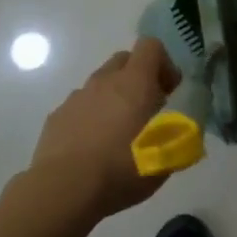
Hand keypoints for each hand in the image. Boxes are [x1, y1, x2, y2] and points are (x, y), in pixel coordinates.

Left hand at [27, 36, 181, 220]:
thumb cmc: (123, 169)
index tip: (169, 92)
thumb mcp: (168, 157)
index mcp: (134, 82)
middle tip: (147, 110)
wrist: (65, 190)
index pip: (151, 46)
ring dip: (113, 99)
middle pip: (124, 60)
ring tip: (118, 135)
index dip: (164, 64)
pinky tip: (92, 148)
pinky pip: (80, 107)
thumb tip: (180, 125)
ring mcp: (76, 97)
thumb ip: (178, 133)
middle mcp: (104, 81)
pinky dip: (90, 118)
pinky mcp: (56, 117)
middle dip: (138, 78)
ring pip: (100, 85)